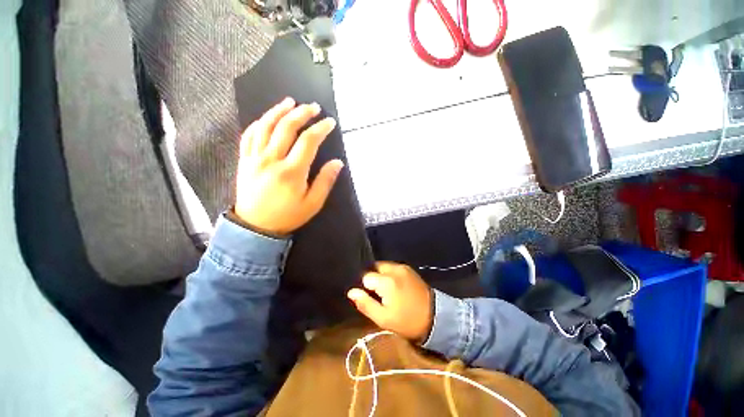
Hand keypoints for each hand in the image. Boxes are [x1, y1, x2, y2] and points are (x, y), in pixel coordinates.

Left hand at [235, 97, 343, 235]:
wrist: (255, 227)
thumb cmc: (288, 216)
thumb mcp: (313, 204)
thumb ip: (325, 181)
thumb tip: (338, 162)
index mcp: (291, 171)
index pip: (308, 142)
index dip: (320, 129)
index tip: (330, 122)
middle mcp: (272, 160)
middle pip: (286, 128)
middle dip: (302, 113)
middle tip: (313, 106)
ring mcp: (255, 158)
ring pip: (265, 126)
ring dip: (278, 111)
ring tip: (290, 102)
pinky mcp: (244, 160)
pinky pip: (249, 135)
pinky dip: (259, 123)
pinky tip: (267, 117)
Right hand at [347, 262, 433, 341]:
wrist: (435, 317)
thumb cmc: (407, 321)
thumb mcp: (383, 318)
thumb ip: (365, 304)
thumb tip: (351, 292)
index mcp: (386, 281)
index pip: (365, 277)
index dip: (365, 288)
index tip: (371, 298)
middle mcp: (394, 269)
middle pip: (374, 268)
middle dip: (372, 279)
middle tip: (377, 295)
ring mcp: (403, 267)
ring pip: (383, 267)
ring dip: (380, 276)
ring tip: (385, 291)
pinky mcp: (409, 269)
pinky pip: (392, 267)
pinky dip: (389, 274)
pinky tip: (394, 286)